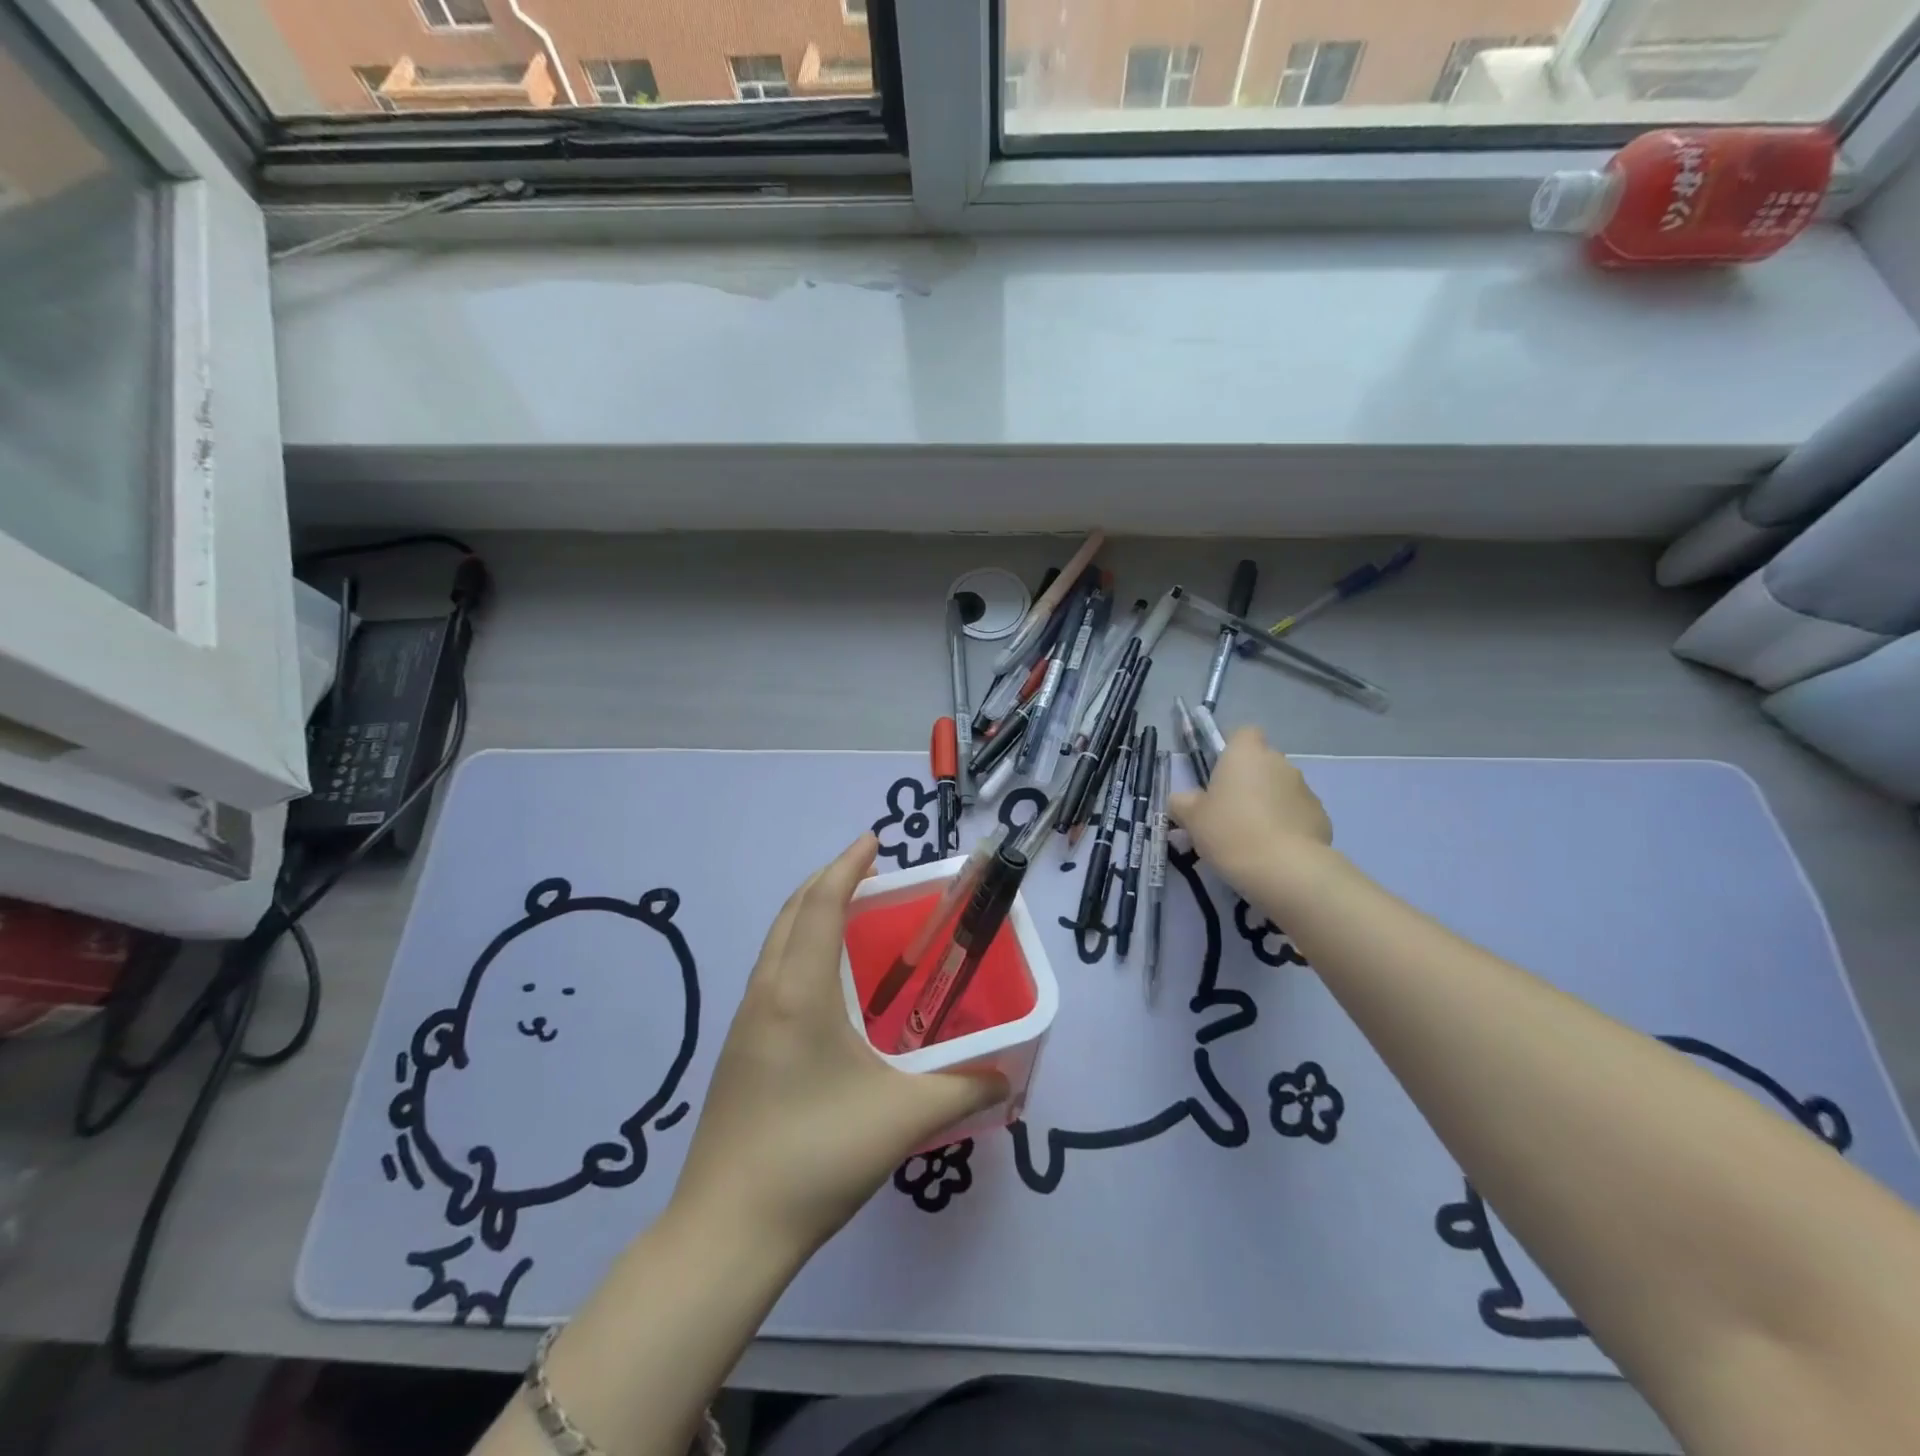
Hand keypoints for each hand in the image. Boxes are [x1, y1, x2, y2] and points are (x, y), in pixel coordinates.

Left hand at [669, 834, 1005, 1258]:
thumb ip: (963, 1089)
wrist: (726, 1231)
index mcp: (799, 992)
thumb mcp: (902, 1118)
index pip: (820, 904)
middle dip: (827, 880)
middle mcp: (766, 994)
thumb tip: (1007, 1076)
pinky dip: (798, 949)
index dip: (846, 865)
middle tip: (869, 872)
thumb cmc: (815, 1156)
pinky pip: (771, 973)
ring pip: (775, 943)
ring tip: (850, 916)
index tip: (874, 839)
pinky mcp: (739, 1052)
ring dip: (808, 914)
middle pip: (791, 913)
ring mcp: (745, 1023)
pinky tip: (825, 985)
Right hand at [1169, 725, 1331, 882]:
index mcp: (1246, 754)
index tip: (1219, 775)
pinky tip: (1274, 851)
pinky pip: (1297, 814)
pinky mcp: (1321, 817)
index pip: (1243, 734)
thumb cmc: (1230, 832)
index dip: (1231, 750)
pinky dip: (1287, 826)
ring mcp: (1305, 789)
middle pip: (1262, 764)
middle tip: (1228, 812)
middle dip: (1248, 782)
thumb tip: (1183, 801)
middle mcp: (1279, 763)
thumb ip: (1183, 803)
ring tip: (1252, 837)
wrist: (1286, 869)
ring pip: (1280, 789)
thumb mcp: (1191, 818)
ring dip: (1268, 804)